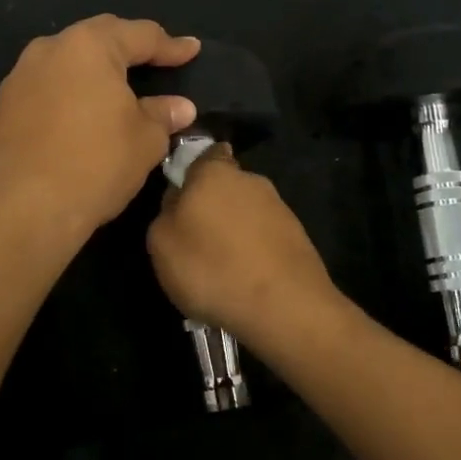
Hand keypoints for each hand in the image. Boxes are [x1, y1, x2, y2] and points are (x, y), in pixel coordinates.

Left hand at [0, 15, 198, 239]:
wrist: (22, 207)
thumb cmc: (95, 164)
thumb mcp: (145, 141)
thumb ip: (163, 116)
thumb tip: (179, 107)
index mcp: (89, 46)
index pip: (140, 35)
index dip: (170, 45)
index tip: (192, 50)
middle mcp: (49, 50)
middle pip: (98, 39)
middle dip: (128, 49)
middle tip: (156, 60)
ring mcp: (20, 78)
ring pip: (68, 64)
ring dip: (95, 73)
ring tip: (118, 89)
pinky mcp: (3, 108)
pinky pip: (47, 90)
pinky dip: (70, 96)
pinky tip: (83, 116)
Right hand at [145, 147, 340, 347]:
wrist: (283, 305)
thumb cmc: (211, 267)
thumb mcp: (161, 243)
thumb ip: (166, 213)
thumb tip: (178, 202)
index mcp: (214, 172)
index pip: (206, 154)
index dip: (194, 171)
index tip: (185, 195)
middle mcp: (252, 181)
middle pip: (226, 186)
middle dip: (214, 206)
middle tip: (197, 240)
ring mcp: (280, 209)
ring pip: (247, 214)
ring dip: (235, 233)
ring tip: (221, 269)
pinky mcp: (299, 238)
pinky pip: (265, 239)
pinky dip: (254, 254)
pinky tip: (245, 280)